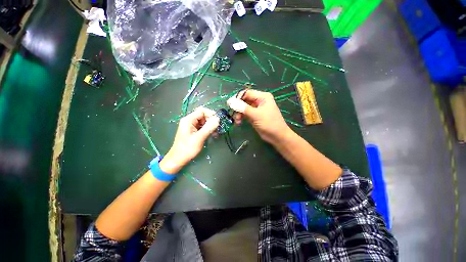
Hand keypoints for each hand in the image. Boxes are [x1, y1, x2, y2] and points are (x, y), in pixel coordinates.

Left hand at [159, 107, 218, 173]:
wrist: (178, 159)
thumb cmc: (187, 149)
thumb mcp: (199, 138)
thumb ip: (208, 127)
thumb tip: (218, 118)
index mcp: (188, 120)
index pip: (202, 111)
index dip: (211, 114)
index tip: (218, 122)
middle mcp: (189, 120)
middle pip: (203, 115)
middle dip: (211, 121)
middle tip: (217, 129)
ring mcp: (191, 125)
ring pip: (204, 121)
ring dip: (210, 126)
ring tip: (215, 133)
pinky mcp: (193, 130)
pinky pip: (202, 126)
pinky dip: (208, 129)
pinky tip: (212, 135)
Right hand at [227, 89, 291, 144]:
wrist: (277, 136)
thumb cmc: (269, 123)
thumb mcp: (256, 115)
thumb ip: (243, 108)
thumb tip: (230, 101)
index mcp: (262, 97)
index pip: (247, 93)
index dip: (237, 98)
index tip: (229, 104)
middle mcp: (259, 101)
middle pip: (244, 100)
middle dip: (238, 107)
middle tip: (233, 114)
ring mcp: (256, 109)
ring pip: (243, 108)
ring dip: (238, 113)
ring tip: (237, 121)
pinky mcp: (254, 116)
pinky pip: (245, 114)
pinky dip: (241, 117)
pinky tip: (238, 122)